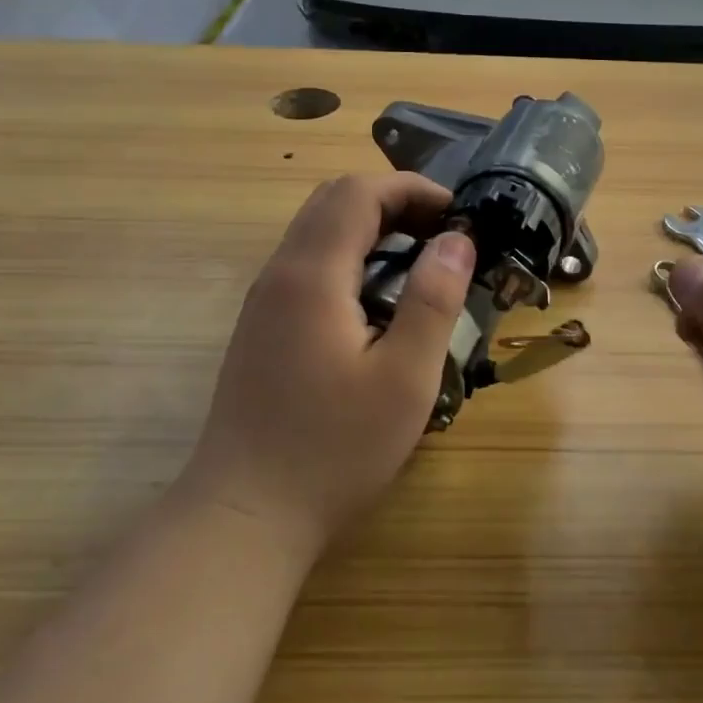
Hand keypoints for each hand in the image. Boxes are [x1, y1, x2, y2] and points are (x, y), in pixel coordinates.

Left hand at [177, 173, 475, 561]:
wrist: (244, 514)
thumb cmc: (333, 449)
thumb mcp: (405, 378)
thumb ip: (433, 300)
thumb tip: (457, 240)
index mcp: (313, 275)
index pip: (359, 192)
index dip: (413, 189)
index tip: (458, 215)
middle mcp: (280, 272)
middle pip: (333, 200)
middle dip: (393, 201)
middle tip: (441, 235)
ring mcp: (263, 299)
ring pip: (315, 229)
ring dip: (369, 226)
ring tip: (418, 262)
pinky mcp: (260, 325)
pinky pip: (306, 262)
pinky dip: (348, 254)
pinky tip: (376, 300)